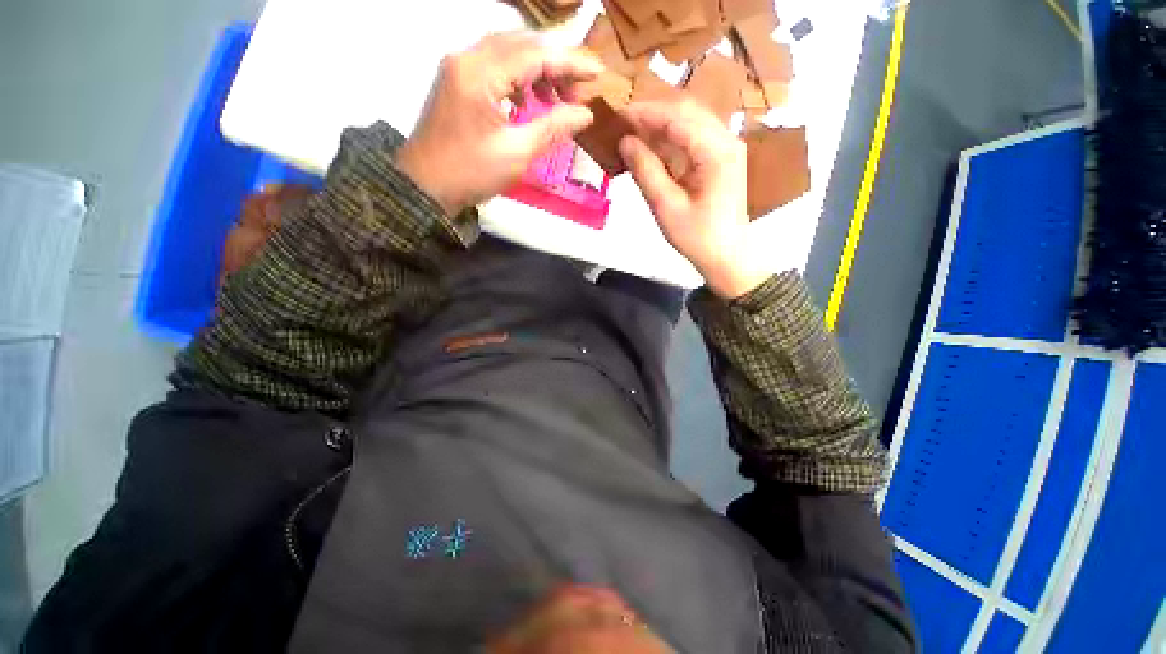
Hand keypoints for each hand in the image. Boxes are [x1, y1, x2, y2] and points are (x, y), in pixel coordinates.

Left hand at [396, 33, 602, 215]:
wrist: (426, 188)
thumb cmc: (470, 173)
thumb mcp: (517, 153)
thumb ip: (553, 128)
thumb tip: (584, 114)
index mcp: (480, 74)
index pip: (535, 54)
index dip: (570, 62)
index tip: (598, 73)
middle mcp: (467, 59)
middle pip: (521, 44)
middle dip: (555, 64)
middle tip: (578, 92)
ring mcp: (459, 68)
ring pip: (508, 52)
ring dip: (538, 70)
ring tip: (557, 100)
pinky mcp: (457, 81)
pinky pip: (495, 66)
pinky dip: (519, 78)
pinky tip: (530, 101)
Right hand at [619, 101, 770, 299]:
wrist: (727, 256)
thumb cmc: (697, 237)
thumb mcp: (666, 207)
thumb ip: (645, 171)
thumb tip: (625, 141)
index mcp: (716, 151)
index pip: (677, 117)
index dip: (645, 113)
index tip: (617, 115)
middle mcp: (726, 140)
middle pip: (686, 111)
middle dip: (652, 114)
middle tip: (622, 124)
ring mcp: (727, 148)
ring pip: (691, 121)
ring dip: (662, 125)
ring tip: (633, 134)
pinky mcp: (722, 158)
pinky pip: (695, 137)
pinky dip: (672, 138)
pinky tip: (653, 147)